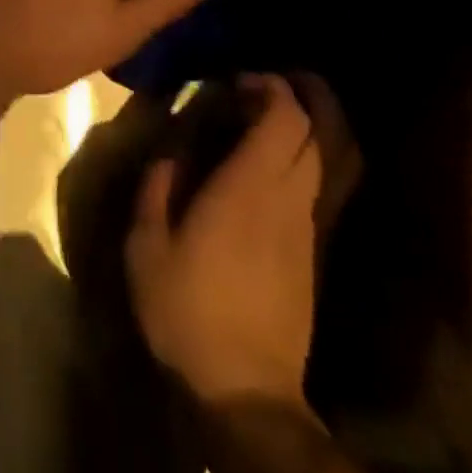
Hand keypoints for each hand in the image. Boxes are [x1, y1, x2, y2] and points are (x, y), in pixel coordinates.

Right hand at [126, 74, 352, 407]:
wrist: (246, 392)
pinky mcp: (311, 252)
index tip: (239, 80)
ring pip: (323, 158)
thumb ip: (156, 189)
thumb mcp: (147, 247)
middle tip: (255, 89)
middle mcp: (288, 197)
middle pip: (313, 131)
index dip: (271, 87)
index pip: (285, 118)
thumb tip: (170, 154)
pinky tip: (271, 165)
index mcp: (249, 187)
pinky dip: (303, 159)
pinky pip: (318, 186)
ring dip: (303, 127)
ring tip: (266, 117)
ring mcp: (306, 226)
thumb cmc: (188, 312)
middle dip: (295, 97)